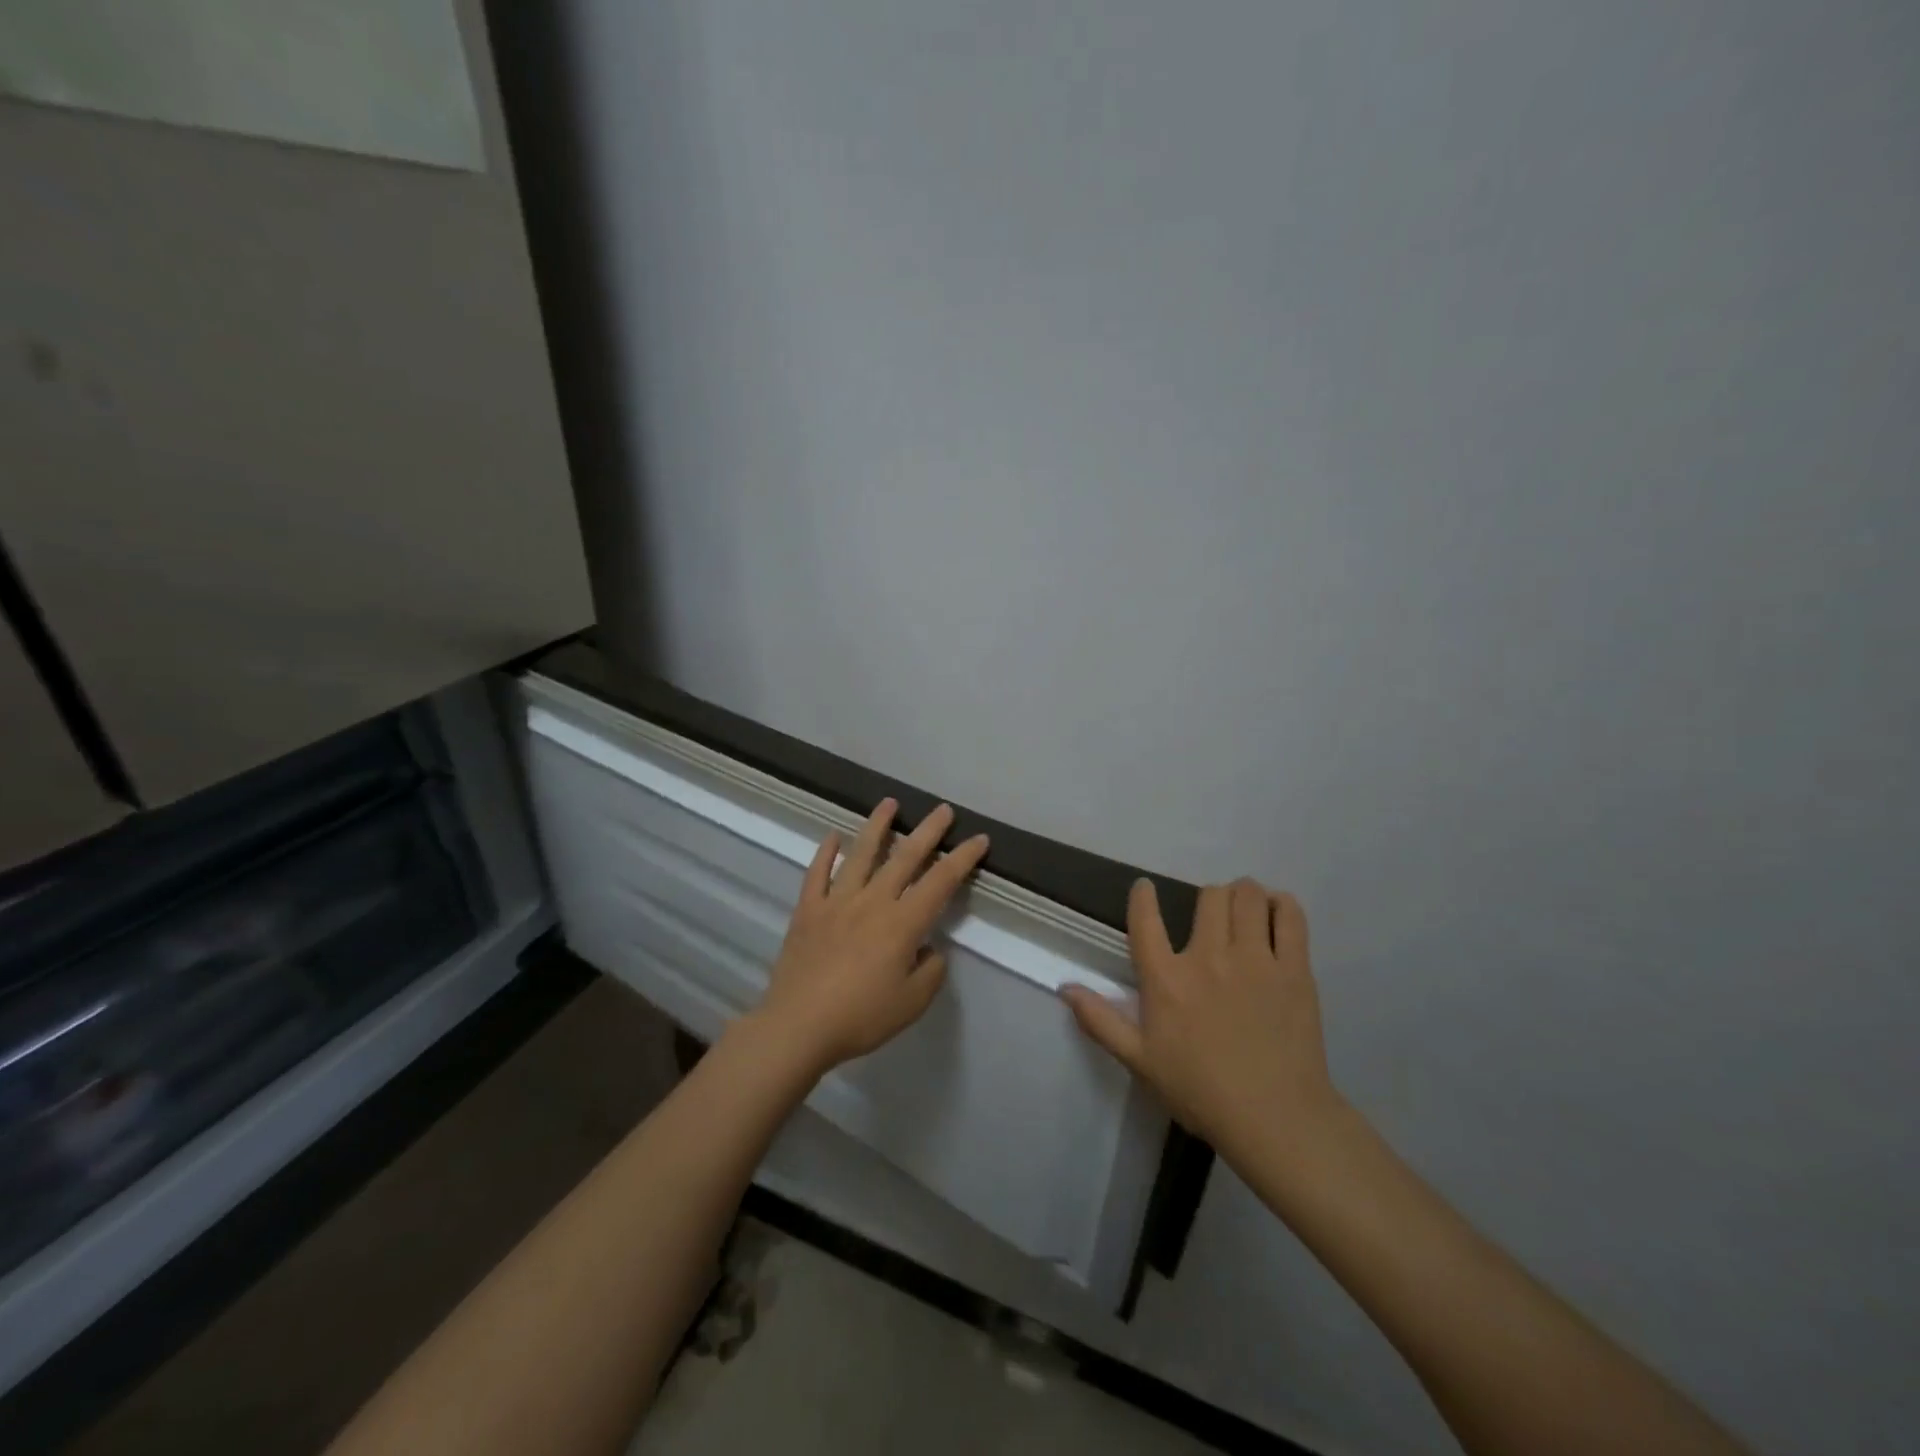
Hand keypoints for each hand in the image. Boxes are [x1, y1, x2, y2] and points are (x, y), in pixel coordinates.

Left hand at [749, 799, 989, 1076]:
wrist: (798, 1026)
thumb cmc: (860, 1017)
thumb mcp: (912, 1003)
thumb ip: (930, 971)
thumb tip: (928, 948)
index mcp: (902, 923)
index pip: (941, 881)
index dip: (963, 858)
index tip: (978, 839)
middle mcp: (872, 901)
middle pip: (905, 857)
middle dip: (928, 831)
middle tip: (943, 810)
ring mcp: (836, 901)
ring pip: (860, 854)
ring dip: (877, 826)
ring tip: (889, 803)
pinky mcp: (807, 910)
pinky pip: (817, 873)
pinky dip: (825, 852)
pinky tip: (833, 836)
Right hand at [1061, 878, 1340, 1155]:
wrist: (1275, 1120)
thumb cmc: (1200, 1092)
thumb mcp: (1140, 1061)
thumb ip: (1100, 1021)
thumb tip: (1065, 987)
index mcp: (1167, 979)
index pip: (1145, 919)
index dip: (1142, 895)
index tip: (1145, 888)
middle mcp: (1208, 957)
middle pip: (1208, 896)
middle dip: (1207, 898)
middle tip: (1212, 916)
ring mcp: (1255, 960)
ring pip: (1247, 896)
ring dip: (1242, 895)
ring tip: (1244, 910)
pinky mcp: (1294, 969)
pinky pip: (1290, 916)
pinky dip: (1282, 905)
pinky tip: (1276, 914)